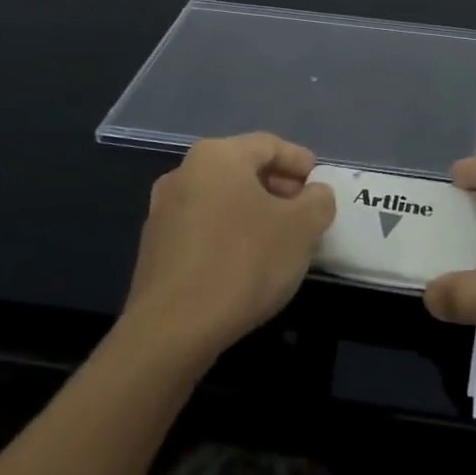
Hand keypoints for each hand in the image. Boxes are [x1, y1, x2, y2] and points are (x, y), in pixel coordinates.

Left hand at [121, 134, 336, 367]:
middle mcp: (183, 173)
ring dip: (254, 212)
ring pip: (222, 199)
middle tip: (305, 212)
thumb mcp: (302, 228)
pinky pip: (203, 227)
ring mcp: (163, 211)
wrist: (172, 330)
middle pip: (243, 169)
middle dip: (278, 187)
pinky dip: (229, 234)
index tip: (320, 184)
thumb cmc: (244, 263)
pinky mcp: (154, 248)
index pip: (269, 145)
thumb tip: (314, 194)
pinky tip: (246, 263)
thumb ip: (318, 201)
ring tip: (280, 240)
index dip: (300, 162)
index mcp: (217, 157)